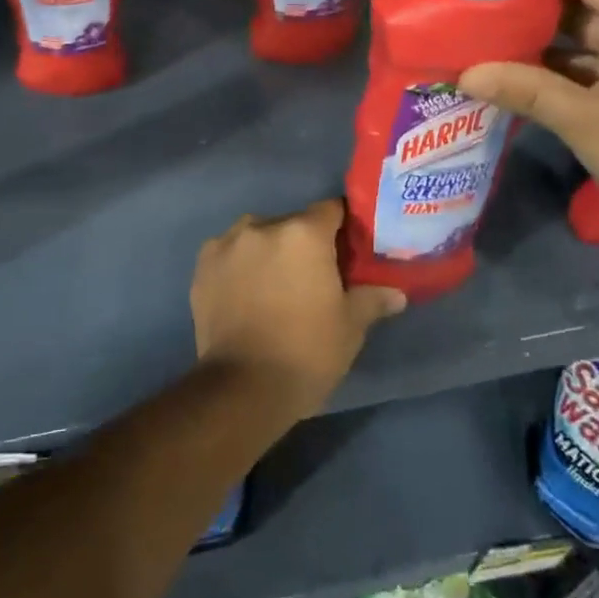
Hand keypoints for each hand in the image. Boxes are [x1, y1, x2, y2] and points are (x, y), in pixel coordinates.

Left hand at [191, 200, 405, 421]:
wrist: (242, 387)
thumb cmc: (307, 351)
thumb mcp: (350, 327)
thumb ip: (372, 299)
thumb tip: (396, 293)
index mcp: (303, 233)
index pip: (330, 210)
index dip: (341, 227)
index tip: (346, 250)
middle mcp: (262, 226)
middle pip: (291, 223)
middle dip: (303, 243)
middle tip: (312, 276)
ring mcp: (227, 243)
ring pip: (257, 236)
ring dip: (268, 251)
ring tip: (274, 286)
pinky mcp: (202, 265)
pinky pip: (229, 253)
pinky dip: (239, 265)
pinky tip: (245, 293)